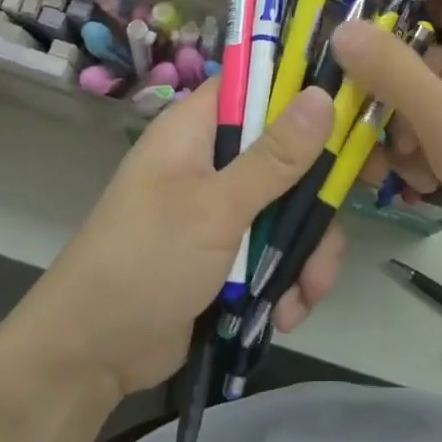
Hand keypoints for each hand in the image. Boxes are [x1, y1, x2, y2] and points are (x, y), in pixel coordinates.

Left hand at [9, 83, 344, 399]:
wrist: (90, 357)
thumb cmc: (145, 261)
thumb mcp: (215, 207)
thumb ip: (274, 157)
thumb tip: (323, 95)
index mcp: (198, 128)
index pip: (259, 83)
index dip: (304, 89)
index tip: (351, 109)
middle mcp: (213, 159)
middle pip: (288, 152)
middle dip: (314, 200)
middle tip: (333, 228)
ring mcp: (223, 207)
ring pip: (290, 207)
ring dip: (305, 252)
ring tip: (306, 293)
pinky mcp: (229, 251)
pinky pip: (277, 248)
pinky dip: (288, 278)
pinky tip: (286, 313)